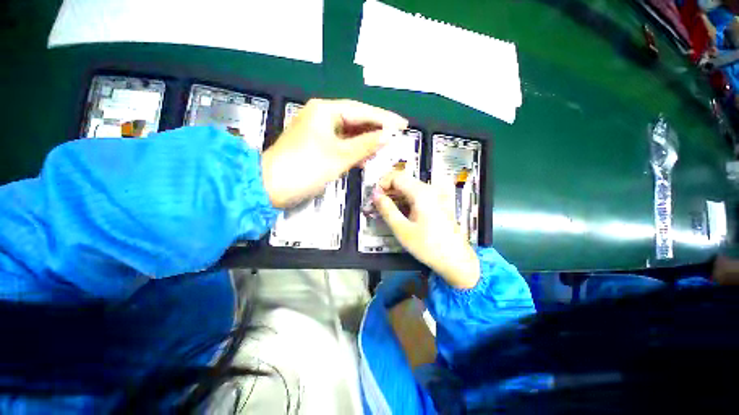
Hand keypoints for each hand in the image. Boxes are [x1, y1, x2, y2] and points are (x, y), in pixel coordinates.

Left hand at [261, 99, 407, 207]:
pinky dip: (355, 150)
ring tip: (386, 147)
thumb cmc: (307, 167)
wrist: (272, 187)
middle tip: (397, 135)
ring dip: (367, 141)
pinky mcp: (317, 145)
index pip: (361, 111)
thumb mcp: (340, 156)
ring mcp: (319, 131)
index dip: (384, 118)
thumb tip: (388, 136)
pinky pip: (342, 144)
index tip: (403, 124)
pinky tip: (367, 157)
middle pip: (356, 120)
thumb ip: (366, 144)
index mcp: (325, 111)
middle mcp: (321, 116)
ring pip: (350, 133)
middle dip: (377, 129)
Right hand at [373, 172, 479, 288]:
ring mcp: (435, 195)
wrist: (455, 260)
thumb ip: (387, 209)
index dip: (382, 183)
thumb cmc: (428, 246)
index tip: (374, 197)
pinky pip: (418, 195)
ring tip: (387, 210)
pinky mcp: (437, 202)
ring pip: (410, 187)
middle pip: (404, 180)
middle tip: (378, 205)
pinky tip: (401, 213)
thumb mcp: (402, 229)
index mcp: (421, 193)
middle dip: (388, 190)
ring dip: (396, 196)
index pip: (397, 176)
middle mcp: (430, 189)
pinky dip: (405, 200)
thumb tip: (375, 195)